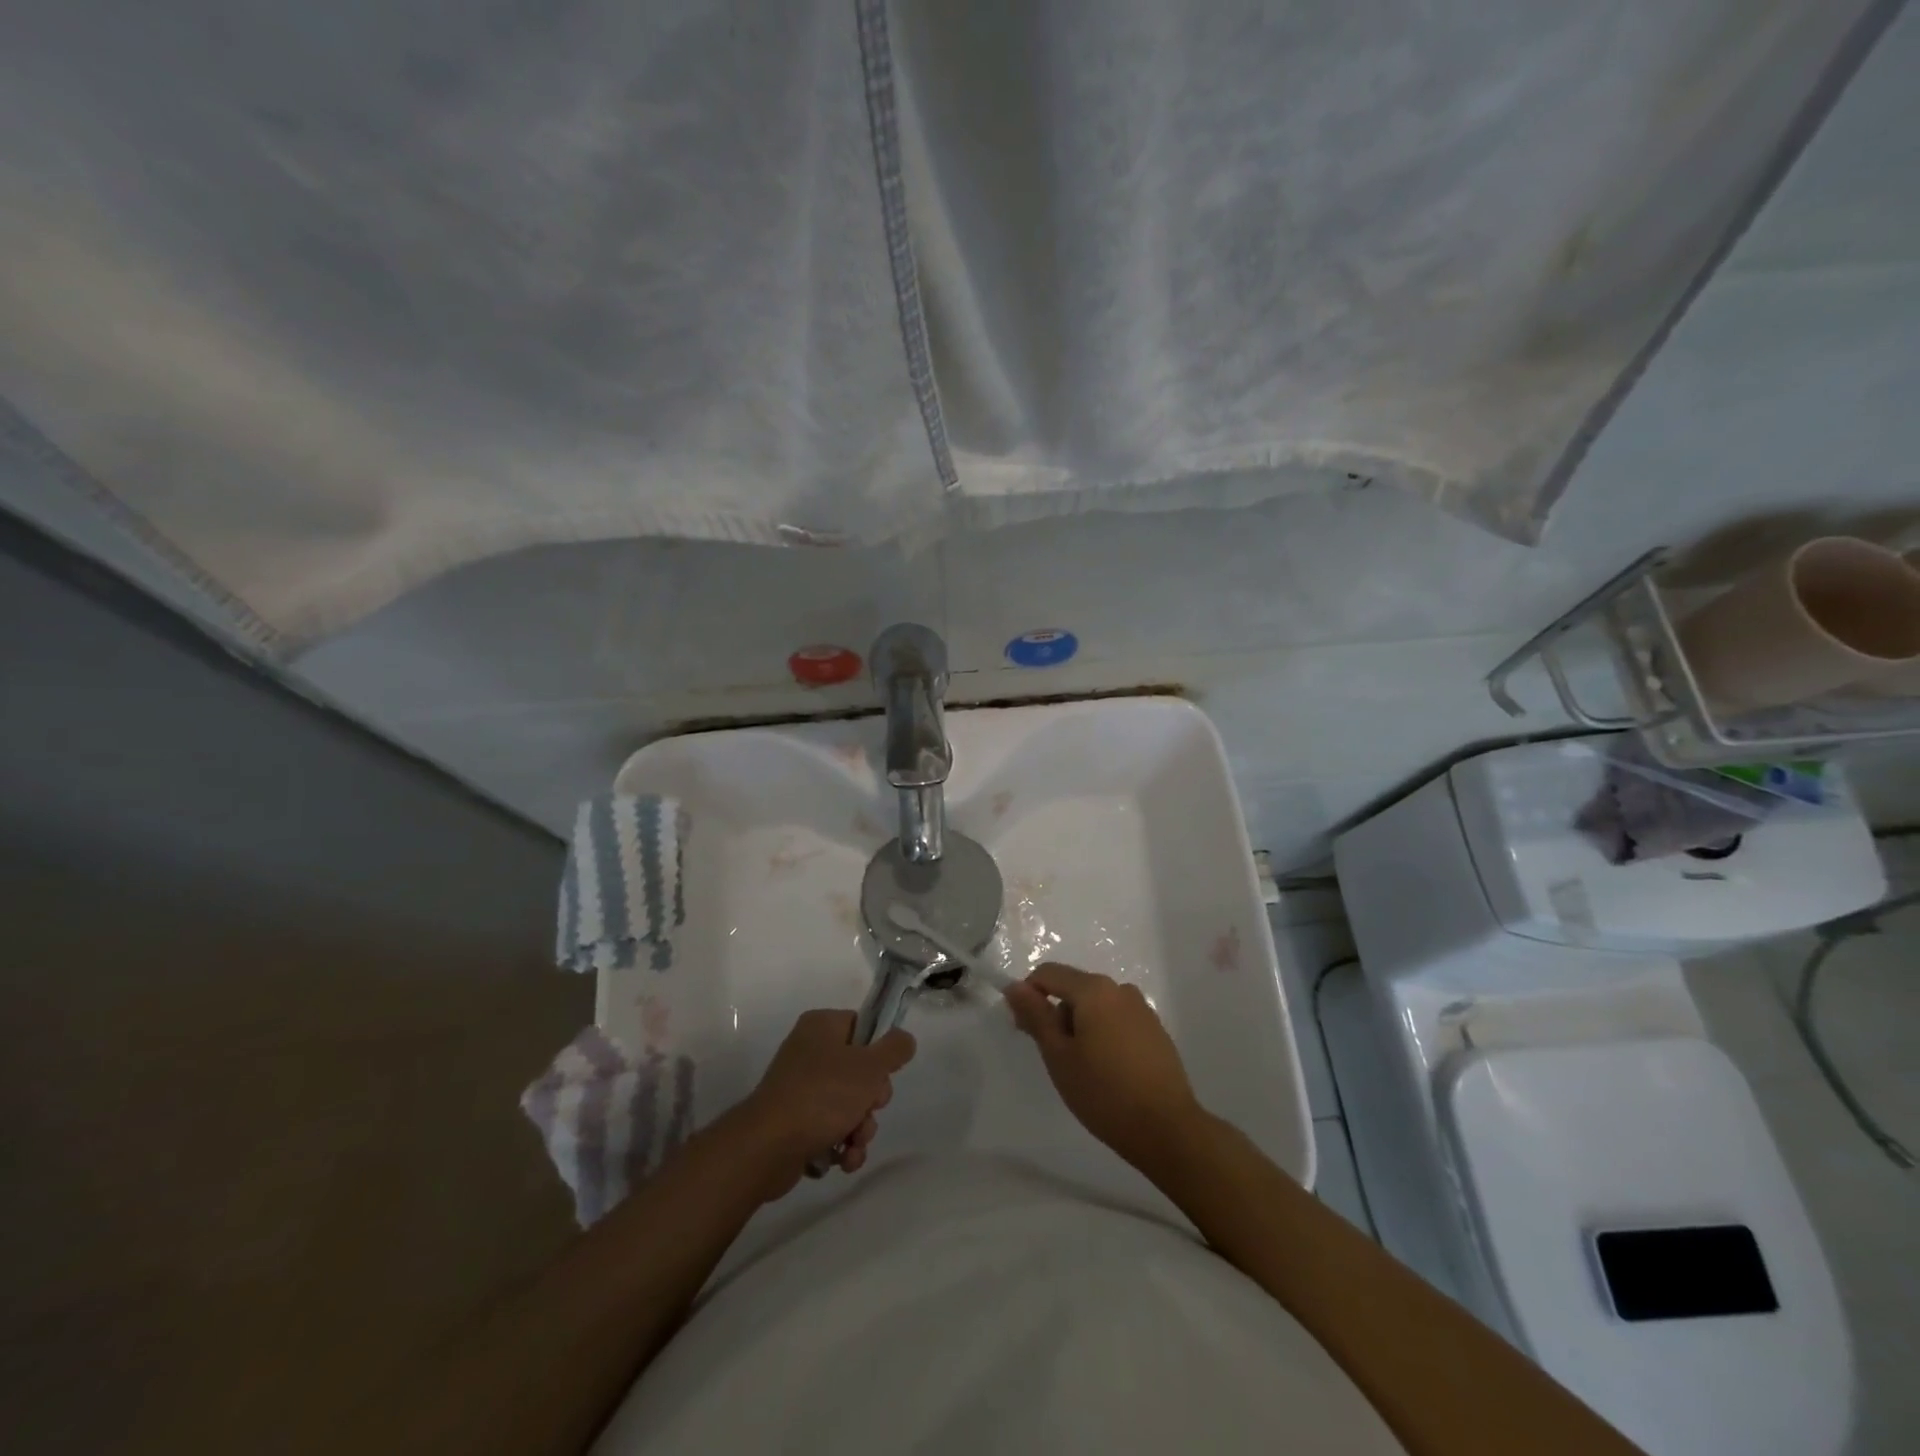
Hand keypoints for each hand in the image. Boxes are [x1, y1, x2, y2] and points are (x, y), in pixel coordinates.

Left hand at [730, 1010, 915, 1199]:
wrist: (768, 1147)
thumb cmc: (822, 1095)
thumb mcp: (869, 1067)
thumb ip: (894, 1049)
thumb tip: (904, 1039)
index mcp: (821, 1027)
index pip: (862, 1027)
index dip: (879, 1053)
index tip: (883, 1074)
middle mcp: (809, 1052)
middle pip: (859, 1070)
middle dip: (871, 1100)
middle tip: (869, 1110)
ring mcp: (800, 1089)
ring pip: (848, 1104)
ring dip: (861, 1128)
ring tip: (854, 1144)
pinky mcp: (795, 1123)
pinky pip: (830, 1128)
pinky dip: (842, 1145)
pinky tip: (844, 1160)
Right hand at [1004, 963, 1206, 1173]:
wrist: (1168, 1129)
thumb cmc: (1104, 1092)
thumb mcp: (1059, 1055)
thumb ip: (1035, 1015)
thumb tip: (1015, 986)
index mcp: (1094, 989)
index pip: (1048, 973)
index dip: (1028, 996)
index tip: (1025, 1032)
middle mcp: (1120, 989)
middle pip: (1073, 988)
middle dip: (1056, 1014)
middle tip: (1053, 1057)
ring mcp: (1142, 1009)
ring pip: (1096, 1006)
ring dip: (1079, 1026)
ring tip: (1082, 1068)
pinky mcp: (1155, 1030)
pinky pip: (1117, 1020)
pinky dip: (1103, 1034)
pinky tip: (1108, 1071)